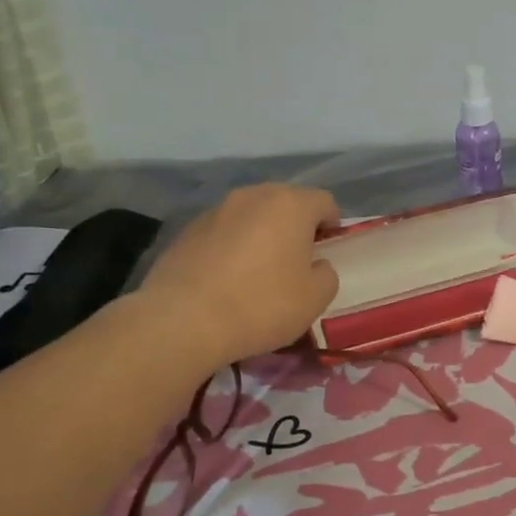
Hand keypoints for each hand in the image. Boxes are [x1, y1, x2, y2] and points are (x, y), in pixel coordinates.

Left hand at [136, 184, 340, 370]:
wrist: (183, 320)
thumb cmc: (261, 305)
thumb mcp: (314, 299)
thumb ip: (326, 275)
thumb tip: (316, 266)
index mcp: (290, 205)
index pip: (324, 201)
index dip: (332, 224)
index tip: (327, 250)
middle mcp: (253, 196)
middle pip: (285, 202)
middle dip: (295, 225)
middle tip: (296, 260)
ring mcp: (217, 210)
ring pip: (252, 215)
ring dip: (261, 233)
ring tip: (259, 269)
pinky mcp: (187, 229)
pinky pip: (223, 231)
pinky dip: (232, 246)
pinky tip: (227, 278)